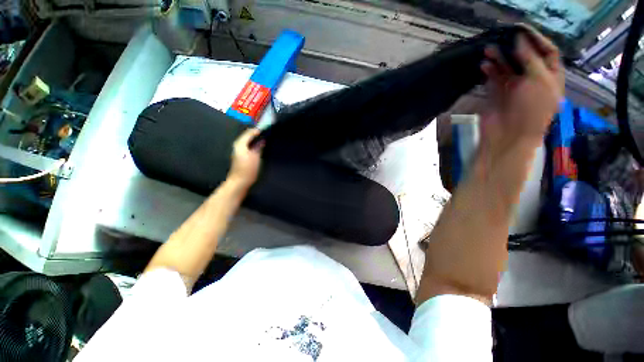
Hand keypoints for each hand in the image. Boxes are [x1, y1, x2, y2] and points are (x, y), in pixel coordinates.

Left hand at [227, 128, 263, 187]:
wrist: (240, 182)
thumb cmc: (247, 169)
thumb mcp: (255, 156)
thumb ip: (258, 146)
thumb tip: (262, 140)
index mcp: (240, 143)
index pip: (249, 132)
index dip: (258, 130)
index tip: (267, 129)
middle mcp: (238, 146)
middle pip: (248, 136)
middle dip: (257, 135)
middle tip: (268, 135)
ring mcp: (239, 152)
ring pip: (249, 142)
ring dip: (256, 141)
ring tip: (266, 141)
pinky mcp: (241, 157)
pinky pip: (249, 147)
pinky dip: (255, 146)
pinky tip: (261, 149)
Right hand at [480, 24, 563, 150]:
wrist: (507, 136)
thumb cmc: (531, 111)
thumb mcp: (538, 82)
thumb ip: (531, 58)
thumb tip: (519, 39)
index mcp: (550, 77)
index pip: (547, 52)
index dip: (536, 39)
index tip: (521, 29)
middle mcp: (533, 79)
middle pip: (526, 57)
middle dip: (515, 46)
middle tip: (503, 35)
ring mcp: (514, 87)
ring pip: (507, 66)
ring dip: (499, 57)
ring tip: (488, 48)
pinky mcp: (497, 93)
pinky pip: (493, 77)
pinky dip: (488, 70)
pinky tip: (484, 64)